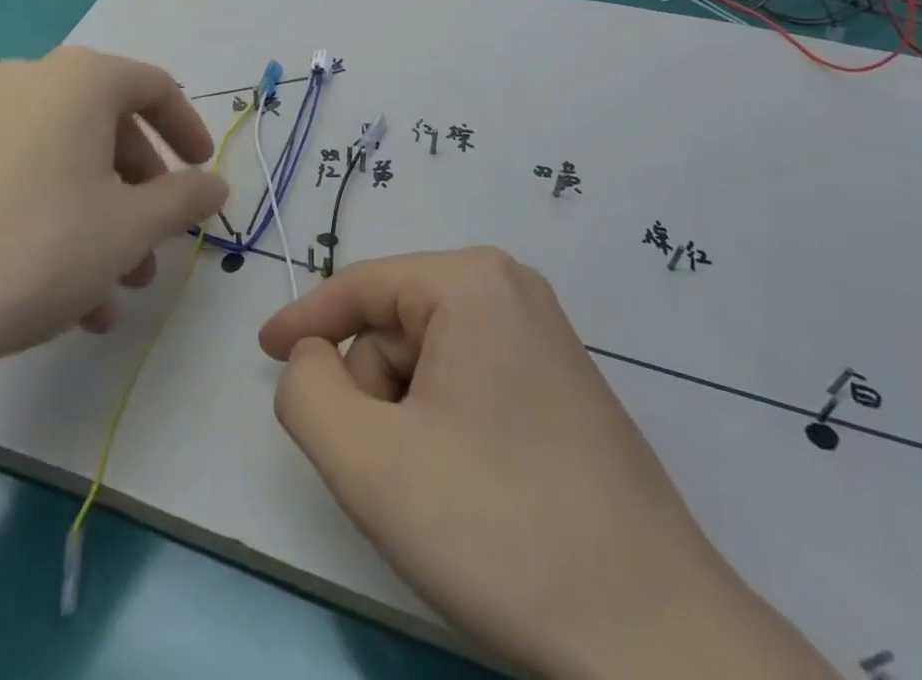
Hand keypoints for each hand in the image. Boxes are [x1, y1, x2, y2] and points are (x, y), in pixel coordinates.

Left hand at [0, 47, 228, 408]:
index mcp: (78, 79)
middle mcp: (28, 83)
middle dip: (142, 190)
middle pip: (108, 127)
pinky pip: (23, 180)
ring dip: (102, 218)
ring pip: (66, 162)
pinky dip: (57, 221)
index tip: (203, 174)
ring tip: (115, 289)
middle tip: (156, 243)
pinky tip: (66, 297)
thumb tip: (216, 184)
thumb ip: (185, 198)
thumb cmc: (39, 247)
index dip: (189, 130)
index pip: (155, 86)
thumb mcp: (131, 226)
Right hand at [260, 248, 835, 679]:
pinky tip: (471, 491)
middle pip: (396, 326)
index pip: (361, 286)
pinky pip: (469, 382)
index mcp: (471, 281)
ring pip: (430, 360)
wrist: (658, 641)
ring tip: (434, 492)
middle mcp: (510, 289)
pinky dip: (443, 427)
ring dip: (406, 418)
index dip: (304, 319)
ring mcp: (543, 336)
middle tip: (387, 472)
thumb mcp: (369, 462)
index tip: (263, 352)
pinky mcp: (561, 384)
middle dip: (371, 393)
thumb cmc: (500, 530)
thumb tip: (309, 357)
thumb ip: (306, 392)